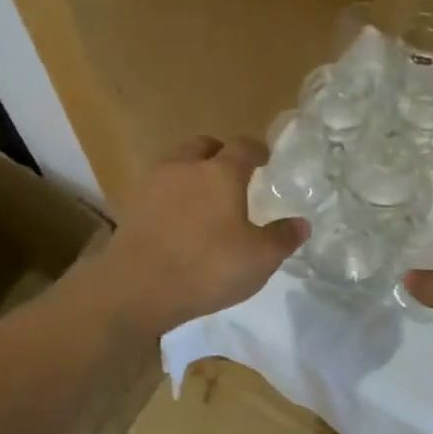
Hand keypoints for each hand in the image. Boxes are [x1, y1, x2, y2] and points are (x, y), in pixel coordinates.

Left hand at [96, 135, 307, 336]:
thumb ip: (282, 238)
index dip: (257, 150)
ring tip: (203, 198)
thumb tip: (301, 224)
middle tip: (232, 176)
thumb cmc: (207, 267)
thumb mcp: (259, 259)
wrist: (136, 287)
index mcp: (221, 172)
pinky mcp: (131, 205)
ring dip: (191, 172)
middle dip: (220, 154)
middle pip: (204, 146)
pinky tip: (177, 220)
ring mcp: (153, 183)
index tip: (265, 160)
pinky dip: (170, 195)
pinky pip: (157, 188)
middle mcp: (185, 167)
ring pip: (176, 163)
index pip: (244, 146)